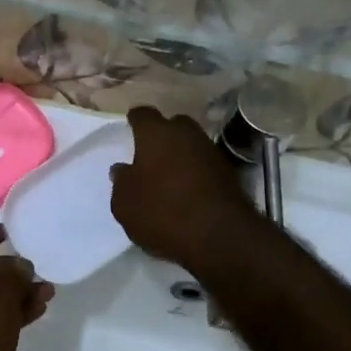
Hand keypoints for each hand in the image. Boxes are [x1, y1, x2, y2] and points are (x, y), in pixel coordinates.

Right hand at [110, 106, 259, 270]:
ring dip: (181, 155)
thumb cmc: (162, 212)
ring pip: (192, 144)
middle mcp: (185, 134)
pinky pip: (205, 165)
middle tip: (150, 153)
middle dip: (162, 135)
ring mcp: (211, 151)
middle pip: (173, 125)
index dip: (135, 120)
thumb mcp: (125, 204)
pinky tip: (188, 191)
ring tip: (169, 175)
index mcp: (155, 133)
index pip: (143, 114)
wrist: (220, 235)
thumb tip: (122, 169)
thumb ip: (121, 182)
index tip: (130, 126)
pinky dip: (196, 172)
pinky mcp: (229, 173)